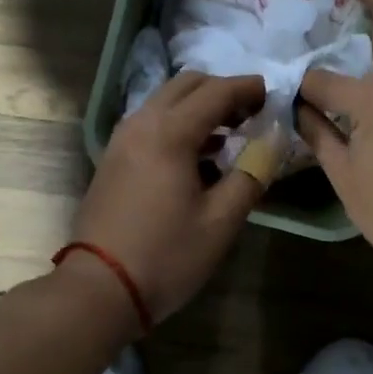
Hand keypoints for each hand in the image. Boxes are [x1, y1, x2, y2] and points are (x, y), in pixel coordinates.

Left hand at [73, 72, 268, 321]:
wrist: (99, 288)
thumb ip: (251, 174)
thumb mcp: (221, 221)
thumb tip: (273, 141)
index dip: (248, 88)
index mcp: (169, 132)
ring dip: (198, 107)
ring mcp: (122, 139)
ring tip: (230, 135)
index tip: (273, 95)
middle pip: (186, 85)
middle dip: (221, 90)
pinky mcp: (113, 157)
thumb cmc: (166, 255)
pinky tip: (198, 157)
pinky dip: (178, 124)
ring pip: (165, 101)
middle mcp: (141, 123)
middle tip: (250, 114)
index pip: (216, 92)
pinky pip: (150, 123)